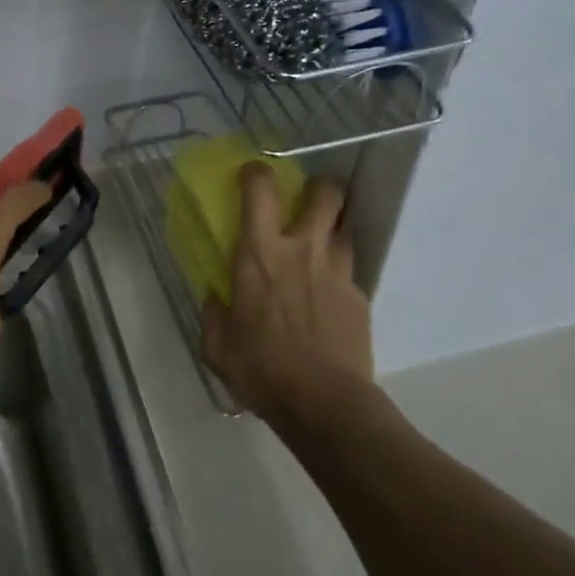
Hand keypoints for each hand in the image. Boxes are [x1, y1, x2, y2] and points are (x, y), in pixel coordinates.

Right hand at [201, 164, 373, 421]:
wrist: (325, 403)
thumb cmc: (262, 369)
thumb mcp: (218, 346)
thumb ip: (214, 314)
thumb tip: (215, 297)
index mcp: (260, 253)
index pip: (260, 189)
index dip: (256, 172)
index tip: (251, 175)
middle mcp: (303, 249)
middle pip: (326, 192)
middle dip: (319, 187)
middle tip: (307, 200)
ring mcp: (337, 270)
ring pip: (344, 227)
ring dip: (332, 230)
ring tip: (319, 249)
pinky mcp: (360, 296)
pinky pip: (350, 271)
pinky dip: (338, 274)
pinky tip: (329, 299)